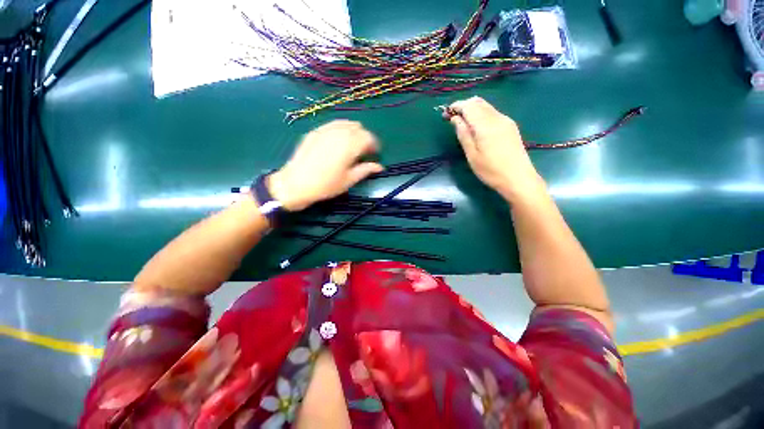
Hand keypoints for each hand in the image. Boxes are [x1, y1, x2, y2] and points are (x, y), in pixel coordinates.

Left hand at [268, 120, 383, 210]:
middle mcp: (339, 133)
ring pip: (346, 123)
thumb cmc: (326, 185)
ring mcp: (325, 130)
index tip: (374, 153)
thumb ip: (366, 170)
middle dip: (364, 137)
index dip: (374, 144)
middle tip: (364, 151)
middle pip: (358, 128)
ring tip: (352, 145)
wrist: (296, 183)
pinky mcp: (315, 131)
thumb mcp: (349, 180)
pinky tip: (338, 141)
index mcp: (350, 145)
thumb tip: (380, 167)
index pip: (368, 137)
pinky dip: (340, 130)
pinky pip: (333, 124)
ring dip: (353, 132)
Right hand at [448, 97, 544, 201]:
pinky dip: (481, 114)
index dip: (456, 106)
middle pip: (479, 102)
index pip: (469, 106)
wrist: (518, 178)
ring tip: (463, 123)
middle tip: (453, 118)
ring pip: (486, 106)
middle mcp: (497, 118)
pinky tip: (477, 127)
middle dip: (464, 106)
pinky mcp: (510, 126)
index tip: (446, 113)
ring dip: (473, 109)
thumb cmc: (491, 170)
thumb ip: (463, 134)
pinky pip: (493, 113)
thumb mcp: (472, 155)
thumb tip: (455, 119)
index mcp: (486, 125)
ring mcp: (506, 121)